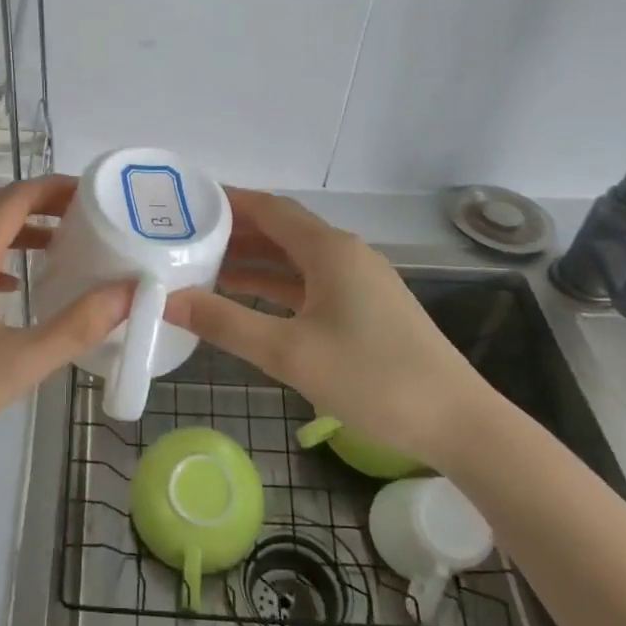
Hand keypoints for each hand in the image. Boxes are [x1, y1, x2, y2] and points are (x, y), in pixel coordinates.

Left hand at [0, 174, 132, 479]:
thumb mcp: (19, 364)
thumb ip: (77, 326)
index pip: (13, 198)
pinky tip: (13, 284)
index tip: (91, 193)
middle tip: (83, 216)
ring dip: (16, 226)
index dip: (53, 187)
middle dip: (39, 201)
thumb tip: (129, 293)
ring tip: (57, 245)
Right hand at [163, 189, 487, 466]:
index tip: (185, 204)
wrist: (458, 423)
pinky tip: (248, 298)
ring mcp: (359, 280)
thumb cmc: (372, 379)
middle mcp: (345, 253)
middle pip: (281, 229)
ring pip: (294, 258)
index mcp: (329, 250)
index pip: (269, 208)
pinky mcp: (365, 306)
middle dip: (234, 230)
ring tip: (203, 266)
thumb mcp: (289, 353)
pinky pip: (309, 282)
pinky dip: (275, 284)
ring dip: (253, 259)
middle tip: (184, 237)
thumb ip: (225, 323)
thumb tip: (168, 299)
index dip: (227, 201)